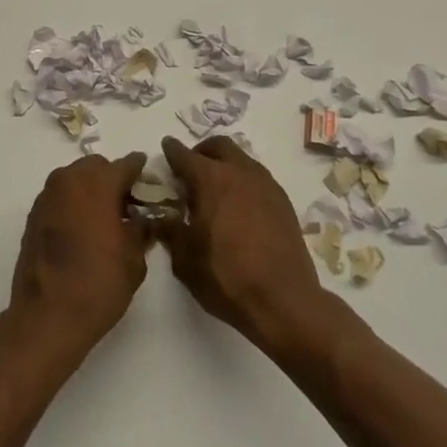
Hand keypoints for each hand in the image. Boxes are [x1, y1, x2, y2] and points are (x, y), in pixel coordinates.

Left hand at [4, 152, 150, 372]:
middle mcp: (68, 181)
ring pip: (74, 179)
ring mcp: (47, 197)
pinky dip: (73, 203)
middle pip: (96, 167)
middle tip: (127, 205)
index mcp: (97, 184)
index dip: (140, 171)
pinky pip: (59, 197)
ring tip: (105, 218)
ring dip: (90, 189)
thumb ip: (142, 230)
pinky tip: (83, 229)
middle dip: (112, 179)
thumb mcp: (134, 259)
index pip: (126, 165)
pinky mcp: (33, 216)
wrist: (47, 315)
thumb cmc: (99, 284)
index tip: (149, 180)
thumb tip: (145, 220)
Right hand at [161, 136, 330, 353]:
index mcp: (211, 180)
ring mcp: (266, 185)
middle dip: (201, 151)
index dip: (172, 151)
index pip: (184, 155)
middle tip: (191, 170)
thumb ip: (170, 230)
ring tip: (215, 191)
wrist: (284, 300)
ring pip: (242, 159)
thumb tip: (162, 216)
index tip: (166, 148)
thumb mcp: (185, 259)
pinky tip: (239, 207)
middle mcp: (240, 172)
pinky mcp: (283, 201)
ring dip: (225, 165)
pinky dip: (243, 182)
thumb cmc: (227, 277)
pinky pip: (258, 178)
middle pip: (219, 146)